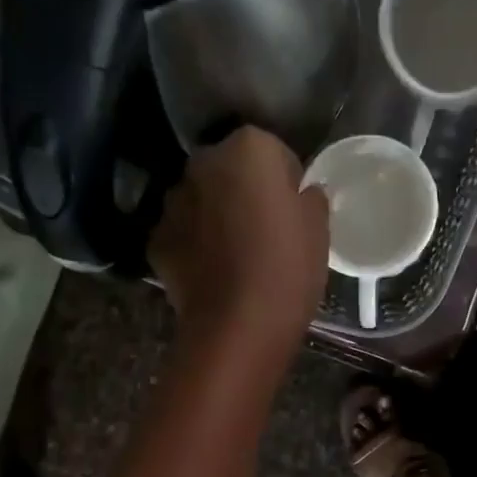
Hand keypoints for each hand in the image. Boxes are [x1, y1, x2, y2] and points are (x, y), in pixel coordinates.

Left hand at [149, 127, 329, 364]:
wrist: (238, 326)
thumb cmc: (288, 268)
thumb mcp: (319, 228)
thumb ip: (310, 198)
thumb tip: (302, 193)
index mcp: (248, 149)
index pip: (272, 151)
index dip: (285, 180)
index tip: (293, 210)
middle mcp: (202, 163)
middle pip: (229, 170)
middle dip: (244, 191)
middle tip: (266, 230)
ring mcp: (173, 201)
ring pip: (202, 200)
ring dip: (216, 215)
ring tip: (238, 255)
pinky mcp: (156, 239)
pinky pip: (184, 233)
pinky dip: (195, 245)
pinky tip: (215, 273)